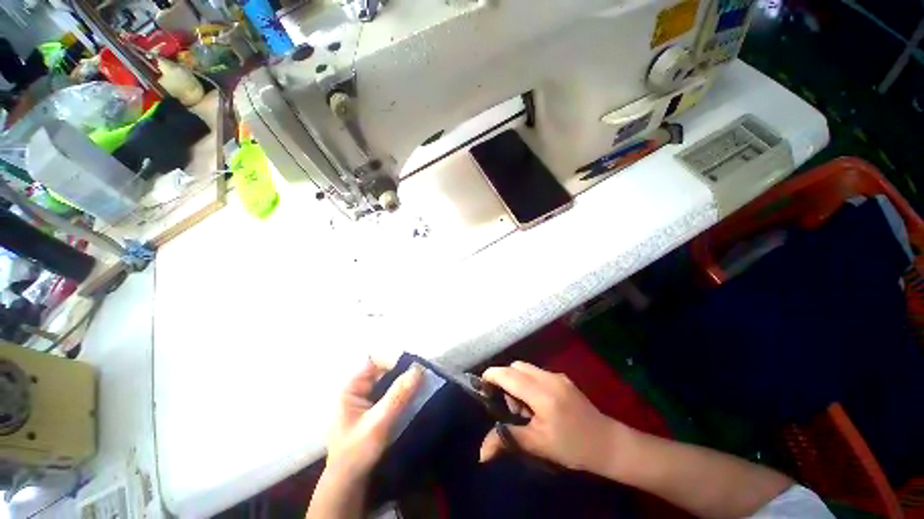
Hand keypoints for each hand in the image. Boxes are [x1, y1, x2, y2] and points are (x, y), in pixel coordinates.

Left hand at [325, 360, 422, 480]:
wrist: (348, 485)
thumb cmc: (356, 453)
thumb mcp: (378, 423)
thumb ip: (398, 395)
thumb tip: (418, 369)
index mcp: (352, 387)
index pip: (375, 360)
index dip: (394, 359)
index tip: (414, 366)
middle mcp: (358, 388)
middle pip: (384, 370)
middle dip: (403, 371)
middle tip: (423, 375)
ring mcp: (366, 399)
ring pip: (389, 382)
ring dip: (405, 382)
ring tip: (423, 384)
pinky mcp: (374, 410)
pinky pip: (391, 394)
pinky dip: (403, 393)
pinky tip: (415, 397)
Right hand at [479, 361, 630, 472]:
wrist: (608, 443)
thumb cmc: (572, 447)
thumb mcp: (538, 445)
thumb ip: (507, 439)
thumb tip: (481, 452)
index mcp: (541, 393)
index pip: (508, 375)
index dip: (491, 376)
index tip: (482, 386)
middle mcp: (548, 377)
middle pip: (516, 366)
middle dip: (505, 379)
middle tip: (510, 406)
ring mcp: (557, 375)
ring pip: (526, 368)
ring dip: (517, 380)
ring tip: (525, 408)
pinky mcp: (563, 378)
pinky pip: (537, 372)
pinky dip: (529, 381)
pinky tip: (538, 404)